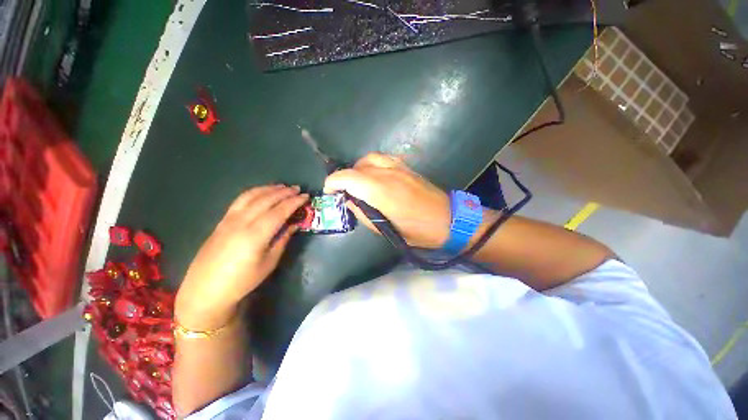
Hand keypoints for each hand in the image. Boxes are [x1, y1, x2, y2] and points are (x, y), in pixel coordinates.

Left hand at [175, 185, 307, 329]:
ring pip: (251, 196)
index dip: (294, 202)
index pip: (279, 211)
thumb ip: (282, 240)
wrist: (205, 289)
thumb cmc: (242, 280)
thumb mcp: (269, 263)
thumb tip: (294, 225)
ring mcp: (229, 219)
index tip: (306, 196)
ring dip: (269, 189)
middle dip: (284, 192)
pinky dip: (254, 192)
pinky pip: (240, 200)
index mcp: (255, 235)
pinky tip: (262, 193)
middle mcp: (241, 222)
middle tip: (297, 189)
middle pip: (266, 200)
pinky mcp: (222, 220)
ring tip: (282, 187)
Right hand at [324, 153, 449, 248]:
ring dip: (358, 169)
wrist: (448, 219)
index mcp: (381, 191)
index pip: (348, 177)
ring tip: (359, 183)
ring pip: (370, 158)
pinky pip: (383, 159)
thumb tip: (351, 201)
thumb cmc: (417, 231)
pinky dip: (372, 165)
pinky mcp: (407, 167)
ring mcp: (399, 167)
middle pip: (357, 166)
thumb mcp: (385, 230)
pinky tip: (375, 177)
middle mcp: (388, 173)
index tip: (329, 191)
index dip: (333, 182)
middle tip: (344, 191)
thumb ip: (363, 213)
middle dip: (345, 177)